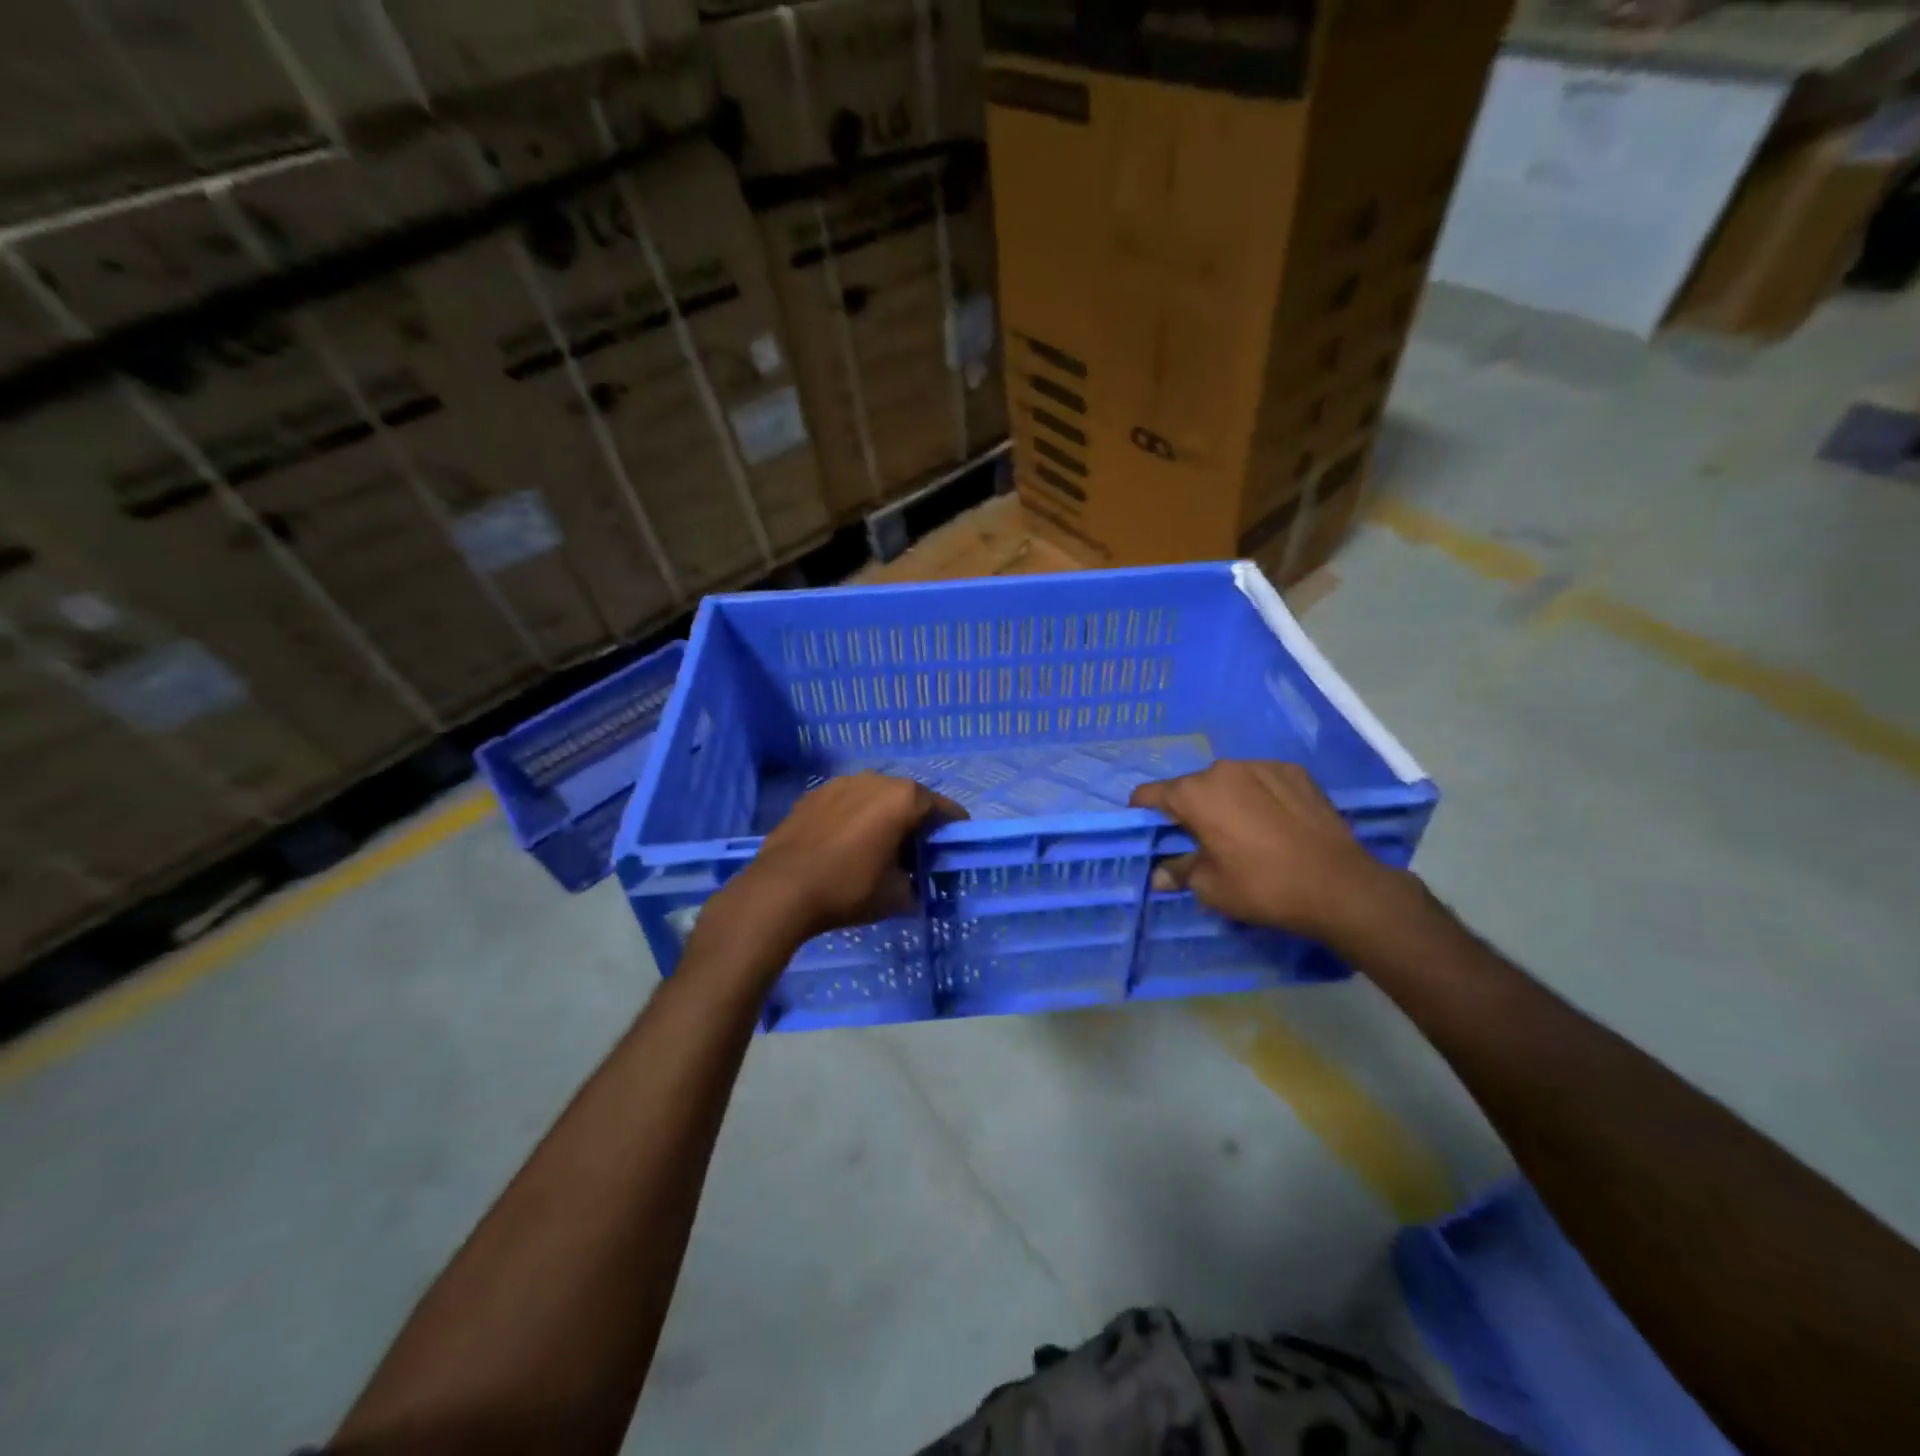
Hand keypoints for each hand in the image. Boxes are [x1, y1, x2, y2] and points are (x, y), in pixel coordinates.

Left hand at [708, 773, 966, 953]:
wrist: (781, 890)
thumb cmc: (849, 888)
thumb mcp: (897, 896)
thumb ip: (917, 882)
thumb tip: (914, 882)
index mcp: (904, 798)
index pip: (945, 809)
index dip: (953, 830)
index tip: (951, 850)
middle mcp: (876, 779)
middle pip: (910, 799)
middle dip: (916, 823)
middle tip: (914, 855)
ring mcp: (841, 783)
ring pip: (876, 798)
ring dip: (883, 817)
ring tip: (876, 848)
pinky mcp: (814, 794)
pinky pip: (847, 803)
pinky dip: (854, 818)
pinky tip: (844, 845)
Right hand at [1130, 761, 1402, 943]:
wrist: (1340, 885)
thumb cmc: (1262, 886)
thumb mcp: (1211, 887)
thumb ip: (1178, 871)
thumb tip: (1160, 873)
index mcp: (1194, 793)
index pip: (1149, 794)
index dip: (1143, 814)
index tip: (1152, 834)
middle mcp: (1223, 769)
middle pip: (1190, 787)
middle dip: (1189, 810)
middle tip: (1203, 841)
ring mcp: (1262, 765)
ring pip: (1227, 781)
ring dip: (1225, 801)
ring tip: (1244, 832)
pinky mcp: (1294, 771)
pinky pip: (1261, 780)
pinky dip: (1258, 797)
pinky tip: (1274, 824)